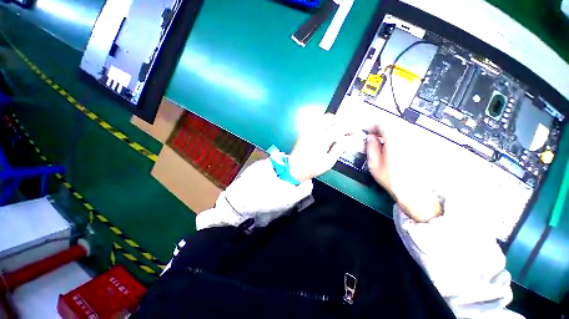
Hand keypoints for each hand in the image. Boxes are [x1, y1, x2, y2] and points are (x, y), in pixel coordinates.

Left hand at [288, 113, 353, 181]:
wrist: (294, 168)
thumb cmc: (311, 167)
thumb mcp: (328, 162)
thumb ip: (338, 149)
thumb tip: (344, 141)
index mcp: (322, 138)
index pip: (339, 128)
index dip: (349, 128)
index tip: (354, 131)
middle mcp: (314, 130)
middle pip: (329, 117)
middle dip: (339, 121)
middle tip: (344, 130)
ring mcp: (307, 130)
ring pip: (321, 118)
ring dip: (331, 122)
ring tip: (335, 130)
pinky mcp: (303, 131)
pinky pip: (315, 122)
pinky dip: (323, 124)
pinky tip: (325, 132)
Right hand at [366, 124, 442, 221]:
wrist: (416, 192)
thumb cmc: (394, 180)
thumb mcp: (375, 165)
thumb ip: (371, 147)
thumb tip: (370, 138)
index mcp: (395, 140)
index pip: (383, 124)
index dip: (372, 126)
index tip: (368, 131)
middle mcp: (410, 137)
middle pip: (394, 123)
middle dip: (382, 128)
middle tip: (375, 136)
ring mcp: (419, 140)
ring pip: (403, 128)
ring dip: (392, 132)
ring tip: (385, 141)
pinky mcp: (425, 145)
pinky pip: (411, 134)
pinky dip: (402, 137)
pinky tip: (398, 146)